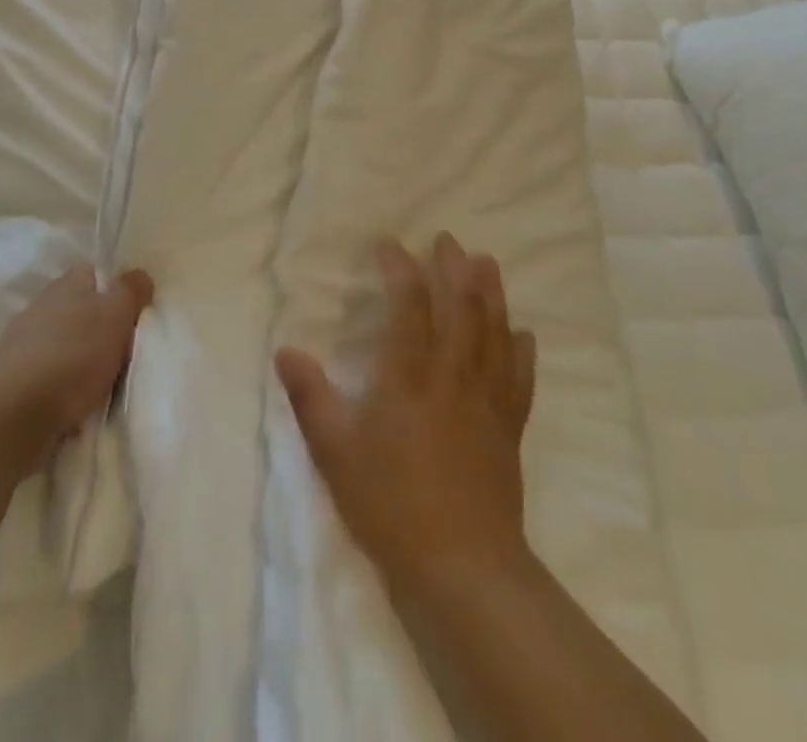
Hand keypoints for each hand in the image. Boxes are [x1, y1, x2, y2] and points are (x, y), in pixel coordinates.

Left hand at [0, 265, 153, 473]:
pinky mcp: (12, 384)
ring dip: (80, 361)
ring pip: (63, 346)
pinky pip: (49, 379)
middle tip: (126, 351)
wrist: (11, 416)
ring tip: (105, 385)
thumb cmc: (72, 355)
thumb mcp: (115, 315)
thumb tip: (139, 275)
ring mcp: (22, 347)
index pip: (92, 272)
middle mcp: (41, 309)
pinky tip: (78, 408)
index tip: (133, 310)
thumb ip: (130, 292)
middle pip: (78, 310)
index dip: (113, 287)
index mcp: (65, 285)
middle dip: (99, 328)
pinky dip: (64, 390)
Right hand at [275, 234, 536, 592]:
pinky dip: (520, 349)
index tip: (389, 244)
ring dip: (490, 292)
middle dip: (453, 266)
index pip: (408, 303)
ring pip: (494, 331)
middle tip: (446, 238)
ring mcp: (487, 400)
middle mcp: (452, 374)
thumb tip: (285, 349)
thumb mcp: (334, 450)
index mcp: (408, 374)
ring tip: (487, 262)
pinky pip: (519, 377)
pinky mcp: (509, 428)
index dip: (400, 268)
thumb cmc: (390, 504)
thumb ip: (310, 395)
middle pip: (460, 306)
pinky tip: (521, 333)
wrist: (463, 568)